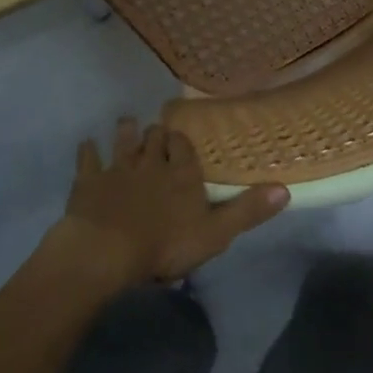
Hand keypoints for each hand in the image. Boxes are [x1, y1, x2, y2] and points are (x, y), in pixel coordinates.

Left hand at [57, 118, 288, 285]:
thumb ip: (247, 211)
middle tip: (156, 130)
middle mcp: (152, 163)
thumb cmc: (165, 244)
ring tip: (127, 121)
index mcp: (182, 174)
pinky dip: (88, 151)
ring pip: (124, 143)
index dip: (183, 142)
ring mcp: (118, 170)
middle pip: (155, 140)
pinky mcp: (89, 182)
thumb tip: (285, 189)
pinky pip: (88, 160)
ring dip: (126, 132)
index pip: (185, 148)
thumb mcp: (215, 233)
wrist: (107, 250)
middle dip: (157, 134)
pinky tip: (86, 143)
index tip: (181, 137)